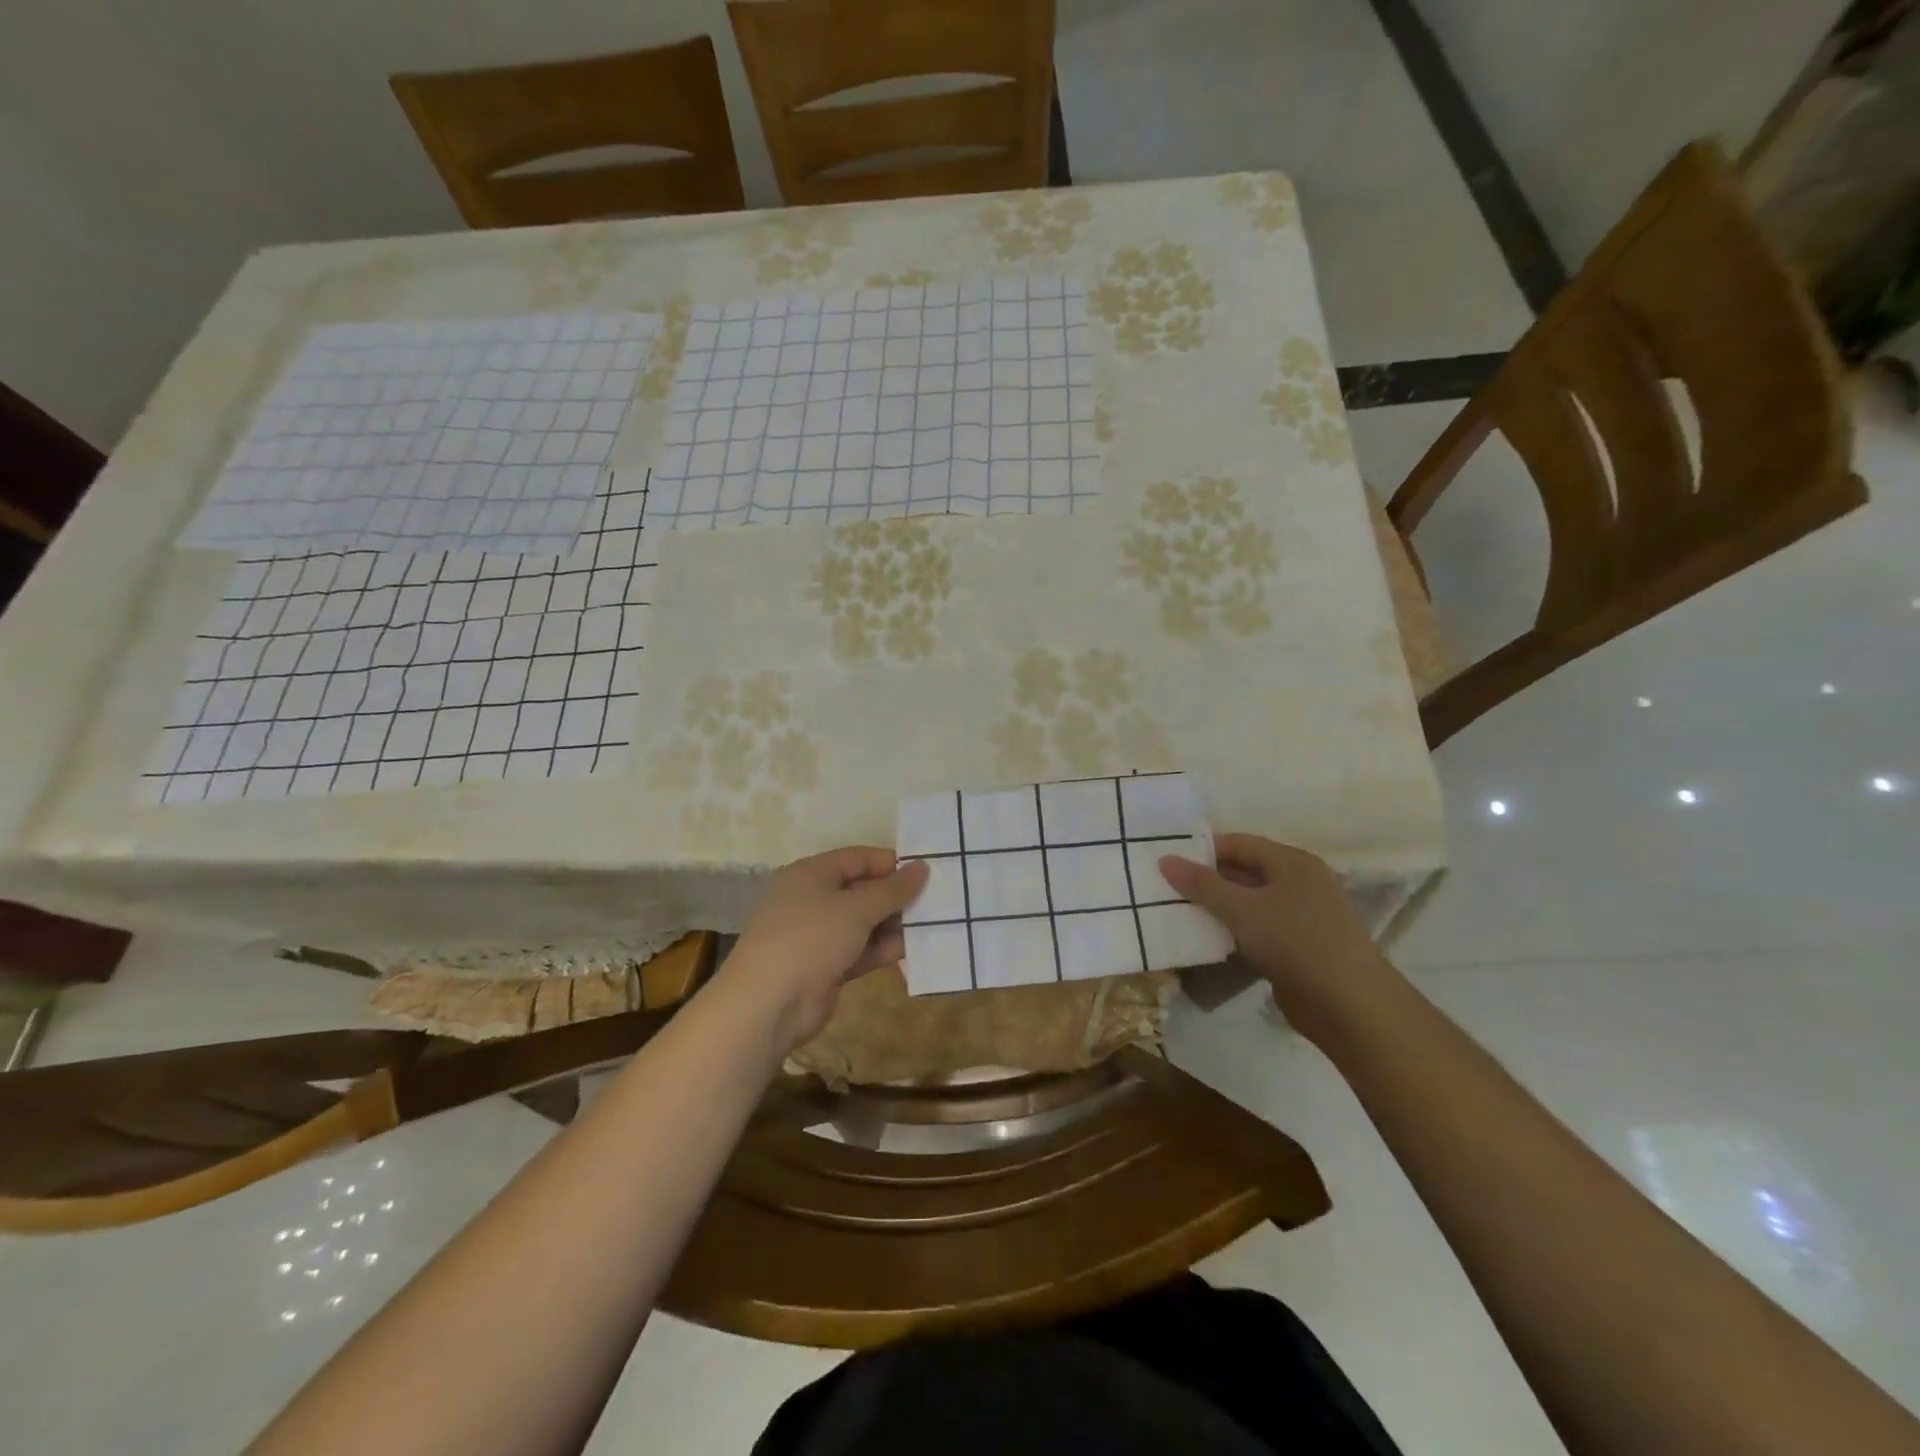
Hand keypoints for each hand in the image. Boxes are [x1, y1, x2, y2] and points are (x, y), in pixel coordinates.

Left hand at [720, 847, 928, 1054]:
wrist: (769, 1005)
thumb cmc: (810, 939)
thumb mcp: (856, 909)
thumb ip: (893, 890)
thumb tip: (922, 867)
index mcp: (810, 874)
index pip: (857, 858)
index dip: (891, 863)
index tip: (926, 871)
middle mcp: (812, 899)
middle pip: (862, 890)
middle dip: (896, 896)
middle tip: (937, 900)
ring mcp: (818, 935)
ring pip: (863, 922)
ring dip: (894, 924)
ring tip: (934, 924)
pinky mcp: (825, 966)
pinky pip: (860, 949)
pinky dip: (883, 949)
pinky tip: (915, 950)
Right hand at [1159, 834, 1396, 1043]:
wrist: (1350, 1006)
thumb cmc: (1296, 943)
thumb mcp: (1241, 909)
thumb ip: (1201, 885)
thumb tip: (1164, 859)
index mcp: (1292, 862)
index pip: (1238, 844)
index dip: (1202, 851)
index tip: (1167, 864)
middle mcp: (1300, 882)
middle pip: (1244, 872)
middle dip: (1207, 882)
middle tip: (1167, 891)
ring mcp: (1303, 916)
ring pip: (1250, 904)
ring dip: (1219, 910)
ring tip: (1179, 916)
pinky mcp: (1300, 947)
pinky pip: (1260, 930)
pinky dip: (1235, 933)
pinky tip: (1209, 943)